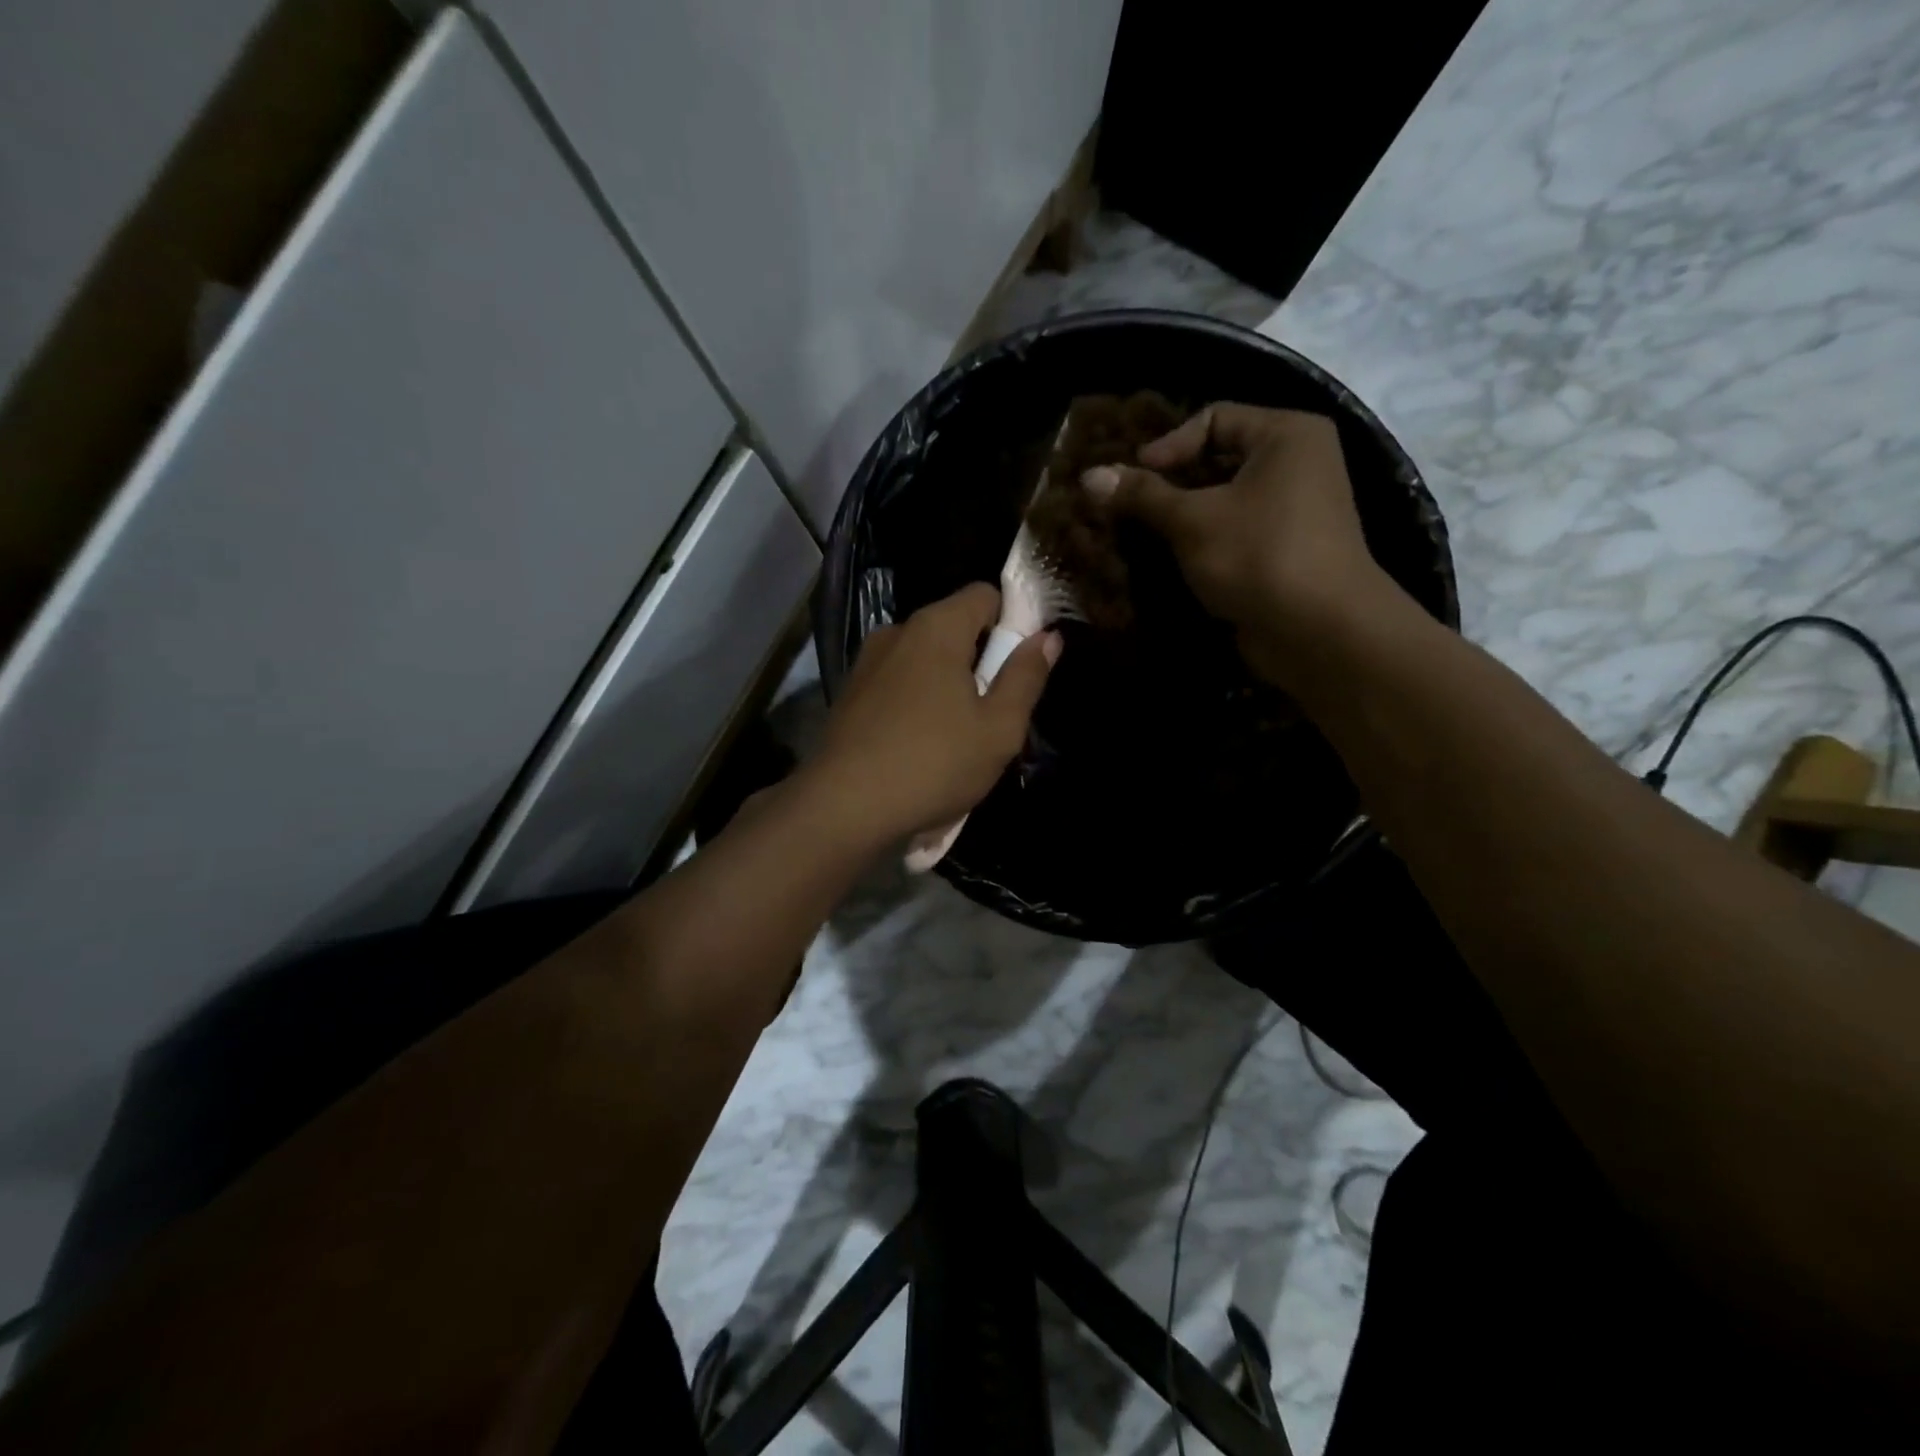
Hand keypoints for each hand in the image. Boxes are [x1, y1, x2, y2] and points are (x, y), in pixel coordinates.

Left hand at [807, 583, 1060, 843]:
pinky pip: (898, 683)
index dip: (1011, 622)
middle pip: (954, 627)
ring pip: (924, 660)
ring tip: (954, 738)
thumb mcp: (998, 729)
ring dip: (946, 685)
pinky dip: (915, 702)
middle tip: (992, 713)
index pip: (985, 595)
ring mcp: (867, 663)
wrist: (843, 807)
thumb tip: (1047, 637)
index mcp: (937, 627)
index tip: (1019, 666)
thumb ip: (1026, 677)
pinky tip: (917, 747)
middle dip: (979, 660)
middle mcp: (897, 632)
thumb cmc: (933, 764)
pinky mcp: (849, 693)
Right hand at [1081, 403, 1406, 686]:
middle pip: (1219, 459)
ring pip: (1224, 500)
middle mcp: (1297, 463)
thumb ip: (1141, 495)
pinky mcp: (1284, 550)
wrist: (1319, 630)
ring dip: (1182, 517)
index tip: (1131, 479)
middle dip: (1171, 484)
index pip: (1214, 418)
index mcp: (1287, 435)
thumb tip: (1089, 476)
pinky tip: (1170, 560)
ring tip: (1141, 534)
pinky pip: (1234, 532)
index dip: (1167, 445)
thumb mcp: (1192, 520)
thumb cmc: (1258, 555)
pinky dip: (1203, 542)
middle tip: (1128, 506)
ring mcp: (1294, 510)